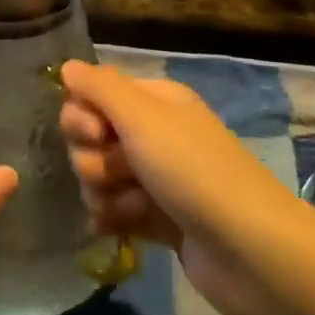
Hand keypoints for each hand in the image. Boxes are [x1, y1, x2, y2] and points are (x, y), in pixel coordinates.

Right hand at [59, 61, 300, 314]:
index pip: (93, 95)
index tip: (96, 134)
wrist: (248, 249)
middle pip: (91, 139)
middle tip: (120, 172)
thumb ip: (101, 88)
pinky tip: (123, 229)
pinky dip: (115, 219)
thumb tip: (67, 66)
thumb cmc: (193, 171)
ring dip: (105, 193)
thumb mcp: (144, 118)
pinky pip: (114, 211)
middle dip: (93, 159)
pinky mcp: (157, 219)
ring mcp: (156, 178)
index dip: (82, 116)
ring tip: (134, 206)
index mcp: (155, 102)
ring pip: (98, 178)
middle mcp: (154, 134)